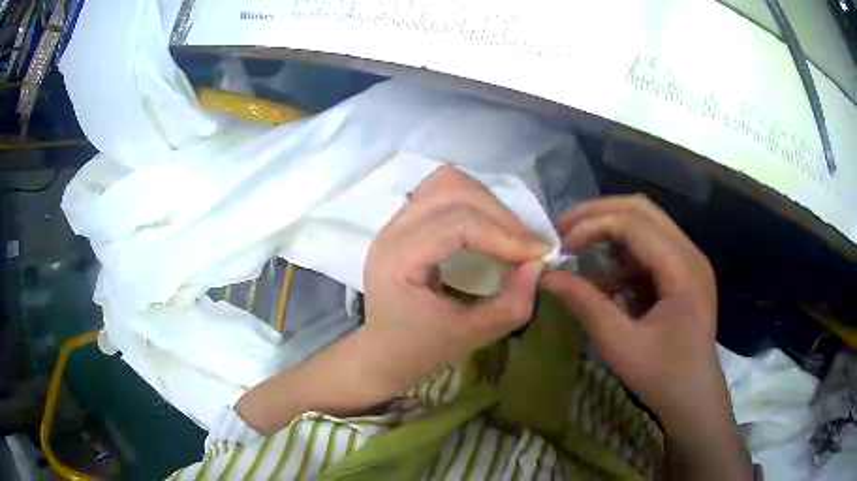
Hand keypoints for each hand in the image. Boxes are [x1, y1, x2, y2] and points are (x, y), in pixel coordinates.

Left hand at [357, 165, 546, 397]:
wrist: (382, 353)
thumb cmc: (417, 350)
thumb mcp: (468, 336)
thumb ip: (509, 305)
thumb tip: (537, 265)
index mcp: (398, 258)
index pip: (457, 224)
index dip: (504, 235)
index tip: (538, 254)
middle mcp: (392, 230)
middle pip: (452, 191)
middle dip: (499, 215)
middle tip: (526, 246)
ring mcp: (396, 222)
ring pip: (447, 182)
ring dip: (486, 202)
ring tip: (509, 233)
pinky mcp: (406, 222)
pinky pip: (442, 191)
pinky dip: (472, 201)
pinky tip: (488, 226)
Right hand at [541, 195, 719, 418]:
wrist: (694, 396)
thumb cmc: (663, 376)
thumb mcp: (621, 345)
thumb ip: (586, 305)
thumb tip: (548, 276)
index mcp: (683, 269)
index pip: (635, 223)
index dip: (593, 226)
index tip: (561, 247)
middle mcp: (690, 254)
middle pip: (642, 210)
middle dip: (599, 214)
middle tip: (564, 230)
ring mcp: (689, 261)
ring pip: (646, 223)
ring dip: (611, 230)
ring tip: (579, 250)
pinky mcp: (684, 272)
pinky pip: (650, 247)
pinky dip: (623, 253)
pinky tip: (605, 277)